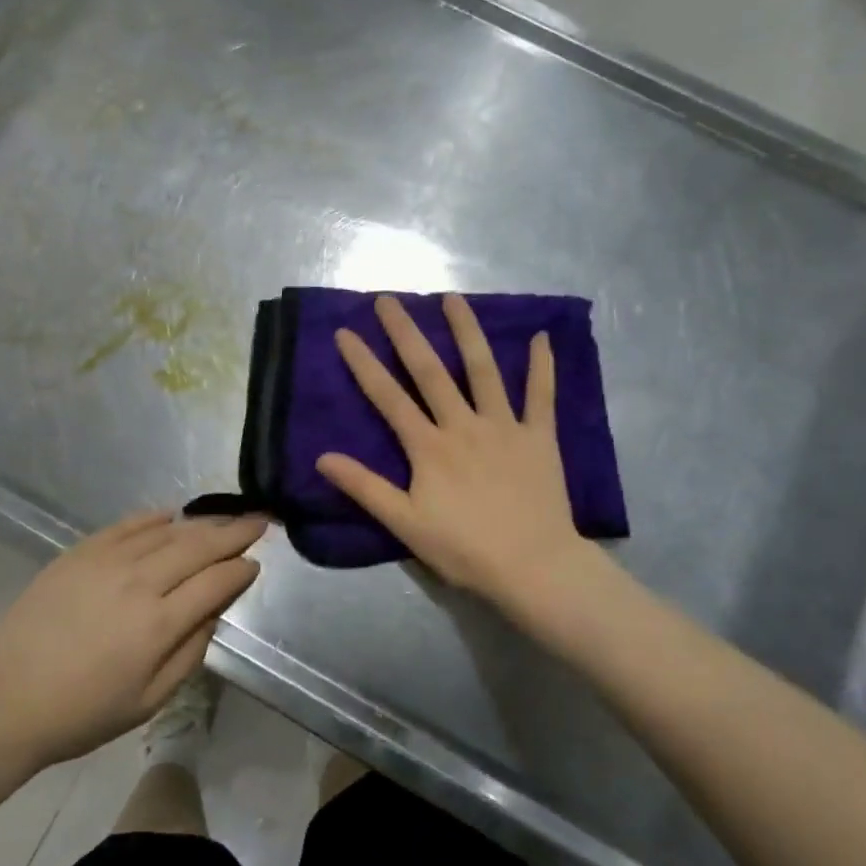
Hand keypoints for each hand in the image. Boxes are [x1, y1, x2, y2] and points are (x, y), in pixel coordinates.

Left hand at [0, 511, 263, 772]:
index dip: (240, 570)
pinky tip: (172, 515)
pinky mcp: (81, 551)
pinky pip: (128, 524)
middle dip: (234, 531)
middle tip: (260, 520)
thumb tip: (214, 611)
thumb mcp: (148, 701)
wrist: (4, 700)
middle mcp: (139, 581)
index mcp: (158, 624)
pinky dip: (155, 517)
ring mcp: (108, 560)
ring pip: (168, 530)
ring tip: (223, 519)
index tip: (256, 563)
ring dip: (201, 523)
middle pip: (198, 545)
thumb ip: (190, 652)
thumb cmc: (81, 713)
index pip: (215, 582)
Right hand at [316, 294, 601, 622]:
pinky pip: (541, 395)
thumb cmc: (465, 549)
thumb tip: (323, 457)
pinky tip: (542, 337)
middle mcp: (463, 425)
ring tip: (452, 298)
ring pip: (483, 370)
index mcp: (429, 446)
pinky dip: (542, 366)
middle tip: (389, 299)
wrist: (534, 567)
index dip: (364, 364)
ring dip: (466, 331)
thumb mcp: (406, 524)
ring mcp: (504, 426)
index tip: (345, 333)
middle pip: (429, 371)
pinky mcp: (538, 437)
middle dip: (406, 333)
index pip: (388, 397)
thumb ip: (365, 487)